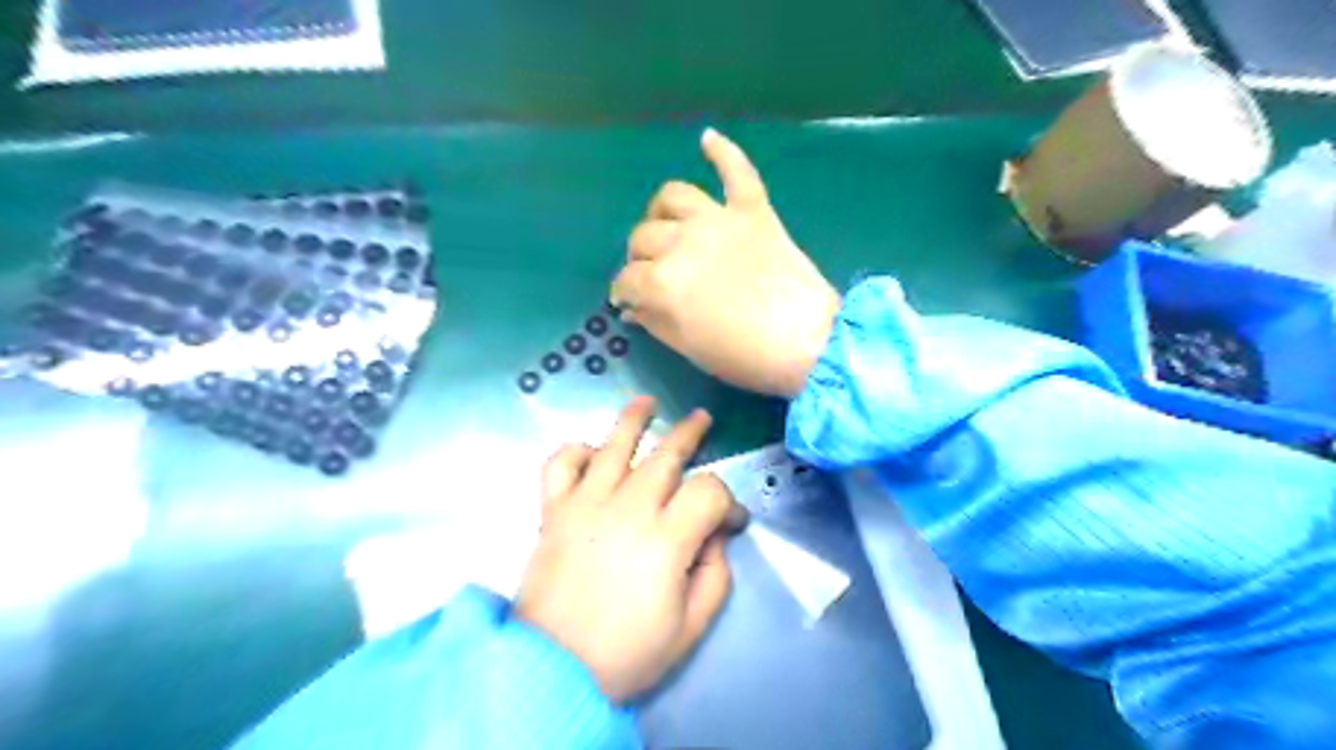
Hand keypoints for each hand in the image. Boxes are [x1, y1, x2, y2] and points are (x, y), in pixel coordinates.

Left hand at [513, 397, 745, 703]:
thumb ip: (715, 574)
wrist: (554, 671)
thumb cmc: (628, 653)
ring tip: (647, 401)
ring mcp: (585, 504)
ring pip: (613, 445)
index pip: (708, 492)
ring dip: (634, 419)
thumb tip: (715, 536)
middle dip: (690, 434)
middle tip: (702, 419)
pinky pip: (560, 464)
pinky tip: (591, 451)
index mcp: (666, 539)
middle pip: (666, 455)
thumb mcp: (690, 626)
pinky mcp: (553, 511)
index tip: (732, 521)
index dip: (728, 501)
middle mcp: (627, 508)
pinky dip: (574, 451)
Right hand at [611, 130, 838, 399]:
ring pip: (674, 197)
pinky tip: (707, 139)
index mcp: (663, 282)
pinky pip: (736, 171)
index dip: (623, 293)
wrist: (807, 342)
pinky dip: (722, 152)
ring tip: (667, 228)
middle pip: (642, 238)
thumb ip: (655, 323)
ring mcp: (718, 220)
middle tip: (651, 276)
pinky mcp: (753, 210)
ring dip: (661, 213)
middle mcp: (682, 242)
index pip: (626, 281)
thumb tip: (634, 308)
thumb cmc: (744, 356)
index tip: (628, 302)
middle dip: (640, 259)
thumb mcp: (689, 348)